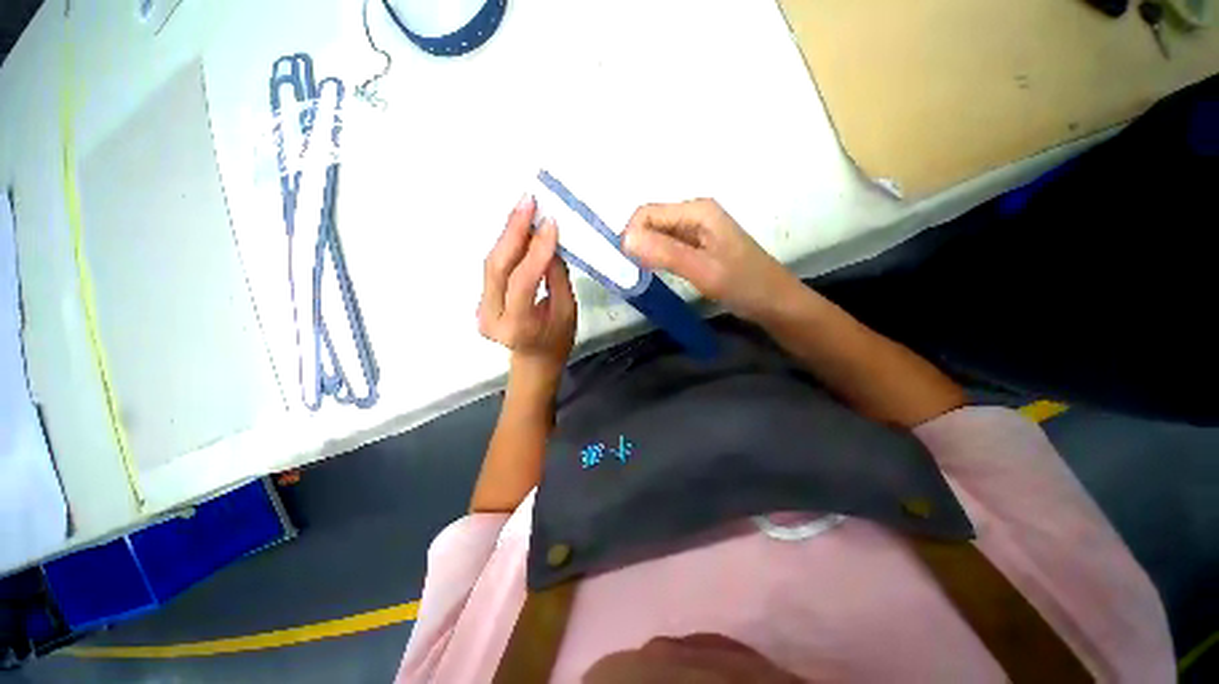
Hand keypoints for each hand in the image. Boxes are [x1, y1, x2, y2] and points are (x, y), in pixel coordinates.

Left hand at [478, 195, 576, 385]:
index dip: (536, 251)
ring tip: (524, 208)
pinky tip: (518, 227)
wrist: (534, 360)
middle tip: (528, 202)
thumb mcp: (567, 311)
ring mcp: (481, 308)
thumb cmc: (557, 340)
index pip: (522, 282)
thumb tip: (549, 242)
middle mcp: (491, 317)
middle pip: (496, 267)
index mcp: (517, 326)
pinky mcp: (481, 299)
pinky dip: (507, 245)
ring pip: (491, 263)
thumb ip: (556, 277)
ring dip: (508, 234)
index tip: (550, 223)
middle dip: (513, 231)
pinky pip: (494, 267)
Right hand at [622, 199, 800, 322]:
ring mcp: (698, 230)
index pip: (646, 213)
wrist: (775, 302)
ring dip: (647, 253)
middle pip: (651, 222)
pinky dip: (659, 258)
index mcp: (696, 211)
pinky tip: (660, 274)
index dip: (632, 236)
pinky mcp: (699, 246)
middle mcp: (695, 214)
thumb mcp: (703, 270)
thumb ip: (665, 253)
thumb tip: (624, 240)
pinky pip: (669, 247)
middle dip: (638, 244)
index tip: (629, 266)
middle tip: (638, 274)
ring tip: (647, 276)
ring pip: (659, 235)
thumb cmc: (743, 284)